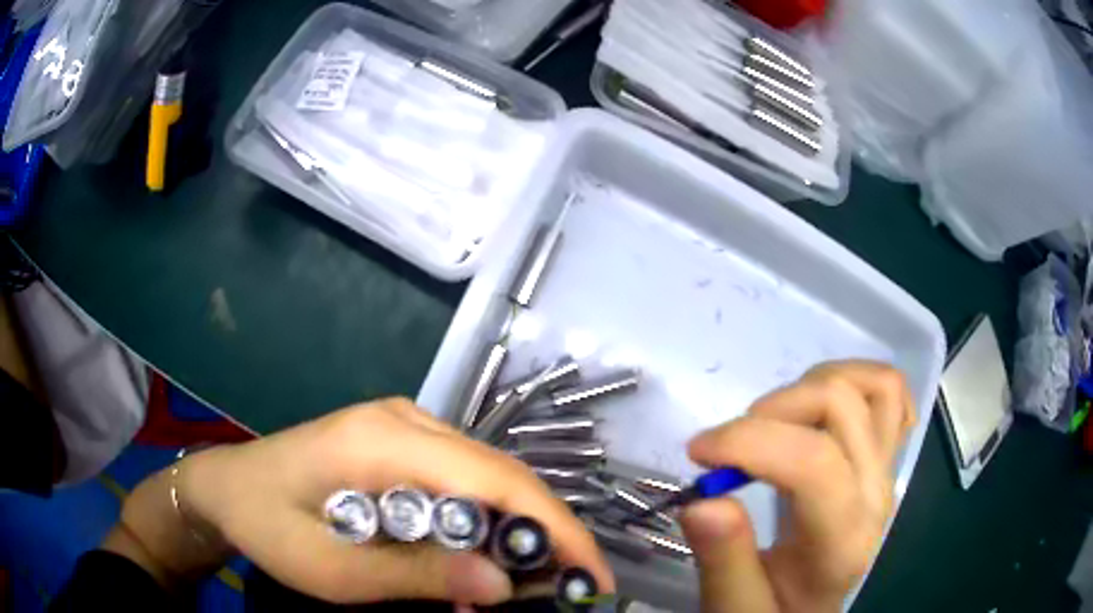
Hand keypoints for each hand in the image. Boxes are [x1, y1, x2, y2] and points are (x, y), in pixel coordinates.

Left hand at [150, 399, 613, 604]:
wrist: (229, 486)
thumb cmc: (269, 525)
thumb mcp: (334, 569)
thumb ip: (417, 574)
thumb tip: (503, 584)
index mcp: (383, 441)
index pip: (495, 478)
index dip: (554, 526)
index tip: (593, 574)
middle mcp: (405, 419)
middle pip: (501, 473)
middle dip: (544, 532)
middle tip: (567, 588)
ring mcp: (404, 425)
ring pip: (487, 477)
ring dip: (514, 531)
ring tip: (520, 583)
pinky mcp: (401, 442)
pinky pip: (463, 480)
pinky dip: (484, 521)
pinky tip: (476, 558)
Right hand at [680, 361, 915, 612]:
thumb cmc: (775, 612)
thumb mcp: (737, 607)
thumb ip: (724, 560)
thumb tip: (701, 499)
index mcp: (842, 540)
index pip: (813, 462)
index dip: (750, 442)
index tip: (697, 453)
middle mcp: (875, 494)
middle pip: (841, 406)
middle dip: (773, 409)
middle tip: (730, 444)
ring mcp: (885, 469)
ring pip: (873, 385)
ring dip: (812, 387)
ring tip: (772, 424)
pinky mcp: (883, 457)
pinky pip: (890, 393)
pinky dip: (859, 382)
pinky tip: (826, 410)